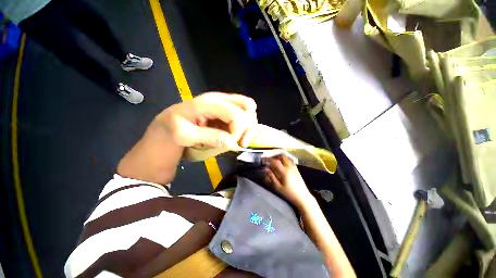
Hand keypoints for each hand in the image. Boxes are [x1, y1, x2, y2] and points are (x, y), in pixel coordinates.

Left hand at [155, 92, 257, 147]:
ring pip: (249, 109)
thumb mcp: (184, 135)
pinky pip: (245, 115)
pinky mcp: (228, 112)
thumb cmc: (173, 130)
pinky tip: (239, 136)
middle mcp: (220, 100)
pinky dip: (246, 127)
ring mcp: (225, 104)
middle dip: (249, 126)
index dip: (238, 130)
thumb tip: (233, 143)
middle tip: (241, 142)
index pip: (234, 113)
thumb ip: (208, 137)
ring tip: (241, 140)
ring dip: (249, 126)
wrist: (169, 126)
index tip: (234, 144)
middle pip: (247, 106)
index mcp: (208, 103)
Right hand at [263, 155, 315, 208]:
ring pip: (286, 158)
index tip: (264, 158)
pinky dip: (285, 159)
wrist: (303, 197)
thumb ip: (271, 177)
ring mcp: (294, 168)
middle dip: (275, 155)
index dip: (268, 159)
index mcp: (284, 171)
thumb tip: (266, 169)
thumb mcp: (278, 187)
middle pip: (282, 156)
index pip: (275, 161)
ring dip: (280, 157)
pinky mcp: (297, 170)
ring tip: (275, 159)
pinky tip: (283, 163)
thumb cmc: (289, 193)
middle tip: (270, 158)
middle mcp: (289, 167)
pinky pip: (290, 161)